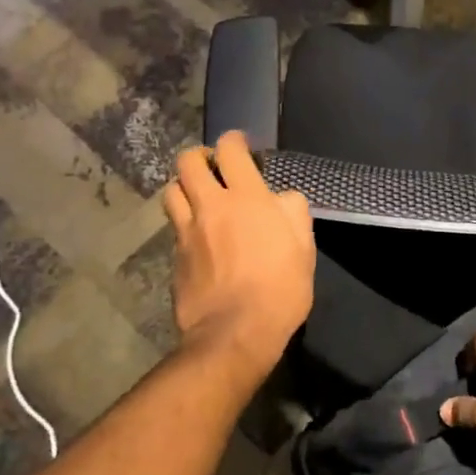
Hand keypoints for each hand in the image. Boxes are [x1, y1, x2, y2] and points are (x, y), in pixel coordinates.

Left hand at [163, 131, 314, 374]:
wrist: (235, 334)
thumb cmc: (280, 288)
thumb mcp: (304, 247)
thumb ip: (293, 212)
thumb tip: (281, 198)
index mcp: (247, 198)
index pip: (230, 150)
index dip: (234, 140)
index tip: (240, 144)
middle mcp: (211, 207)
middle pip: (187, 162)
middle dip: (199, 156)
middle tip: (214, 167)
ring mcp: (187, 232)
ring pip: (171, 191)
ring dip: (184, 187)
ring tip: (199, 198)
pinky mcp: (175, 258)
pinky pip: (175, 228)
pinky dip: (185, 223)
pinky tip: (199, 238)